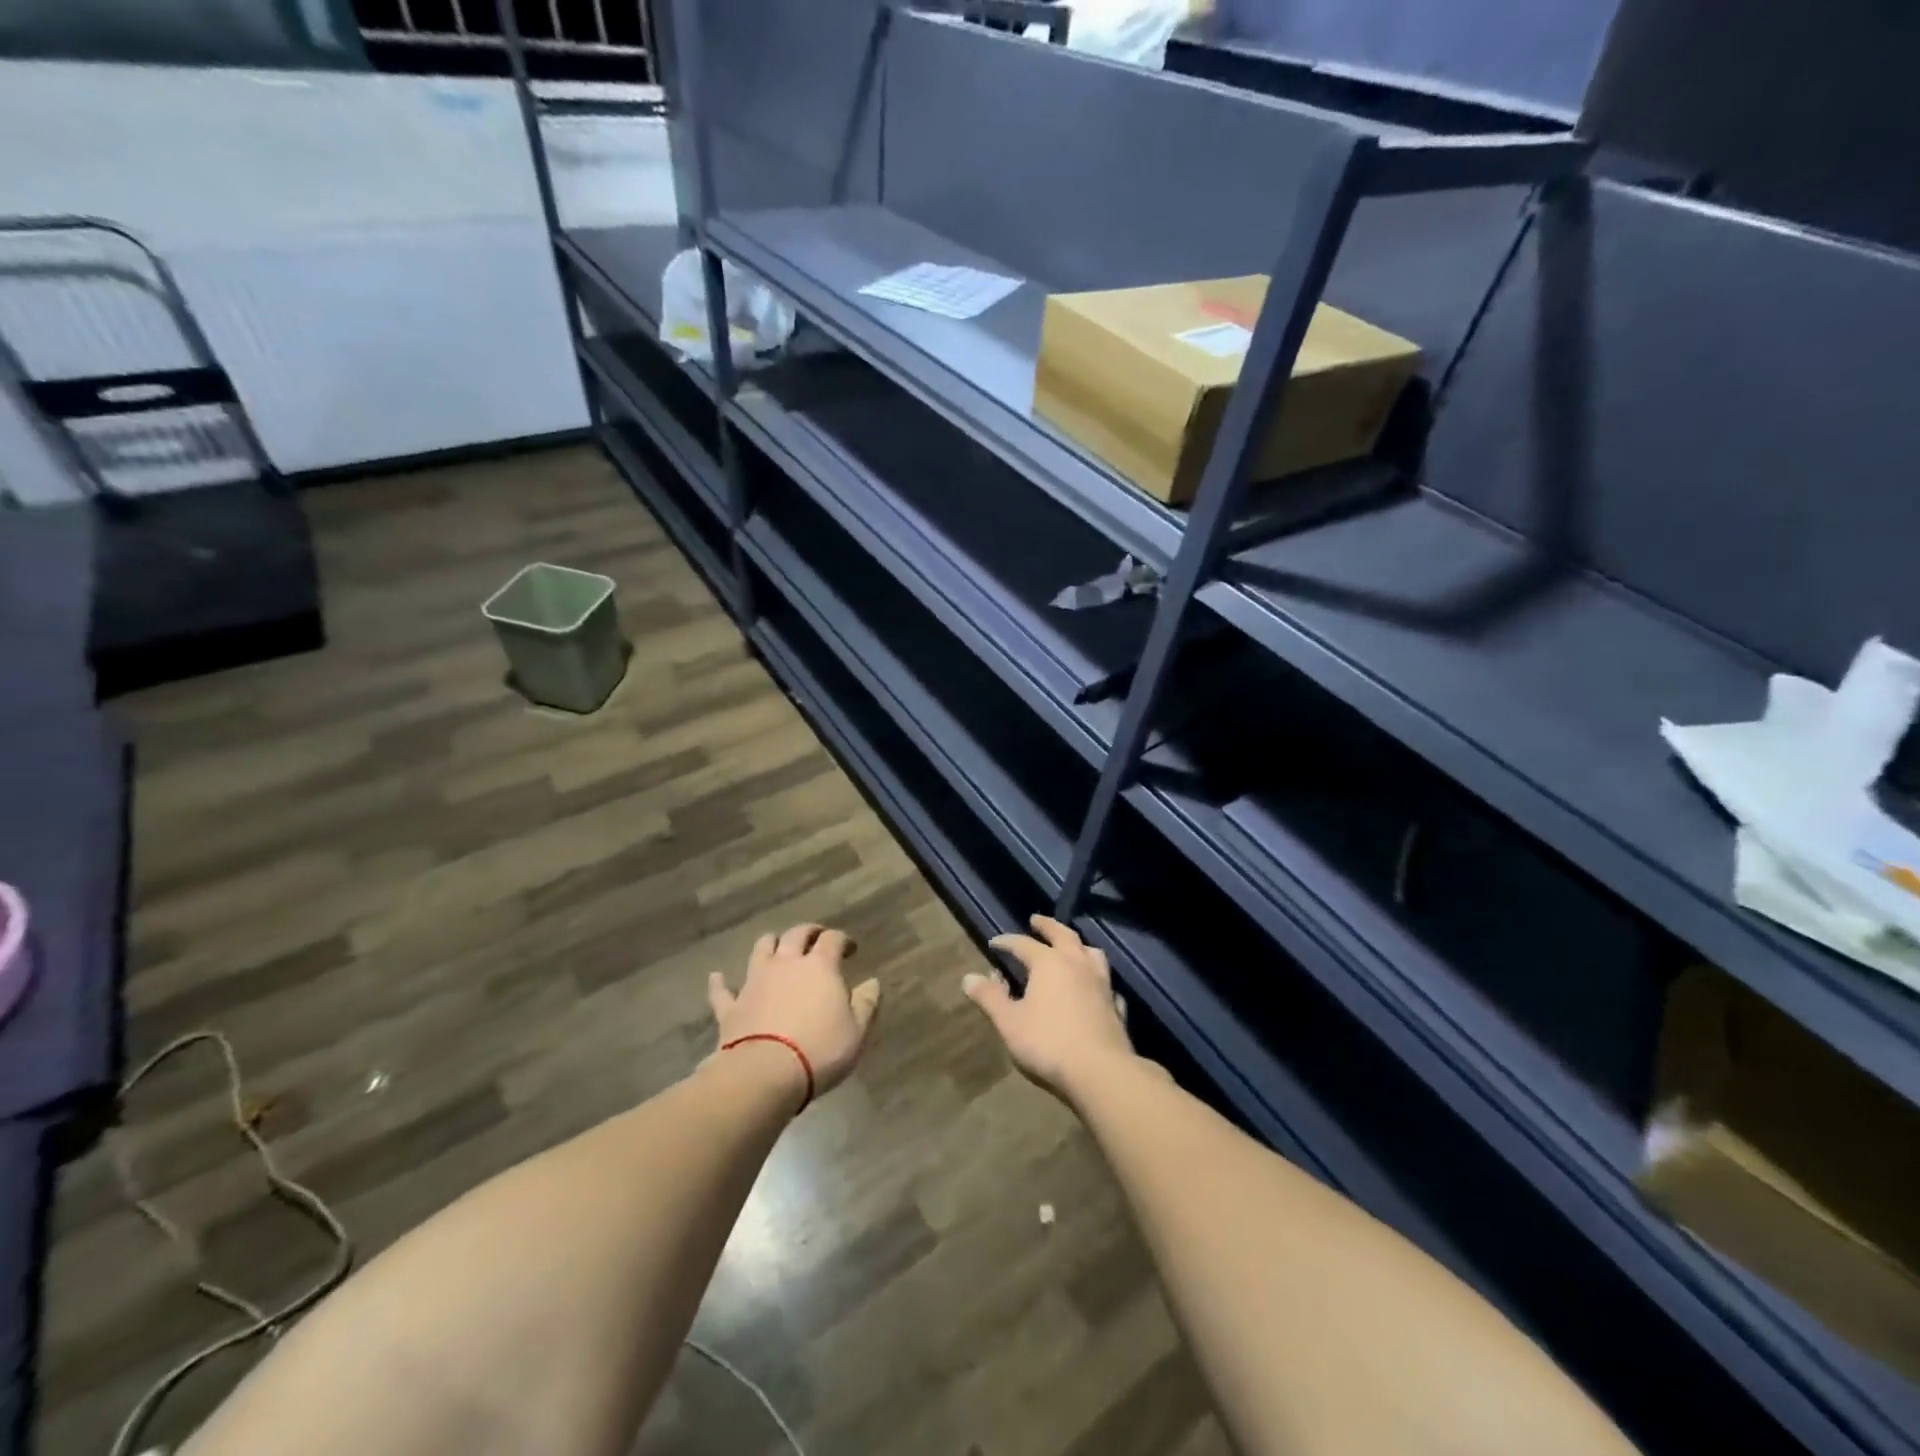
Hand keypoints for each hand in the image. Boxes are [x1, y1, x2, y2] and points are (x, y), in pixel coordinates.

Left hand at [708, 923, 880, 1102]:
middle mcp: (786, 964)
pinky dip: (721, 982)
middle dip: (808, 932)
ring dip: (770, 944)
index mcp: (820, 966)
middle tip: (816, 938)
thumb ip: (866, 1003)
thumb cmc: (819, 1050)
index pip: (833, 939)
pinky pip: (722, 990)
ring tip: (775, 946)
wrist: (764, 1074)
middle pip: (796, 935)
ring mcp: (755, 982)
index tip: (850, 948)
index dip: (843, 940)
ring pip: (761, 949)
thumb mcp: (856, 1031)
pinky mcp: (731, 1006)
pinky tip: (717, 977)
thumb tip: (872, 982)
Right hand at [965, 915, 1137, 1102]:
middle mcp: (1077, 964)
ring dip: (1078, 945)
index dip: (1007, 942)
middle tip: (1036, 920)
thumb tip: (968, 977)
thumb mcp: (1009, 1023)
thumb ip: (990, 998)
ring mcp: (1101, 983)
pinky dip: (1097, 979)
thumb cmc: (1048, 1044)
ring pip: (1091, 953)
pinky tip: (1095, 988)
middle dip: (1047, 926)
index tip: (994, 943)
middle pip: (1063, 935)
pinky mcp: (1116, 1005)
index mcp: (1049, 963)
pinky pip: (1107, 983)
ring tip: (1071, 946)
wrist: (1100, 1072)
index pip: (1023, 944)